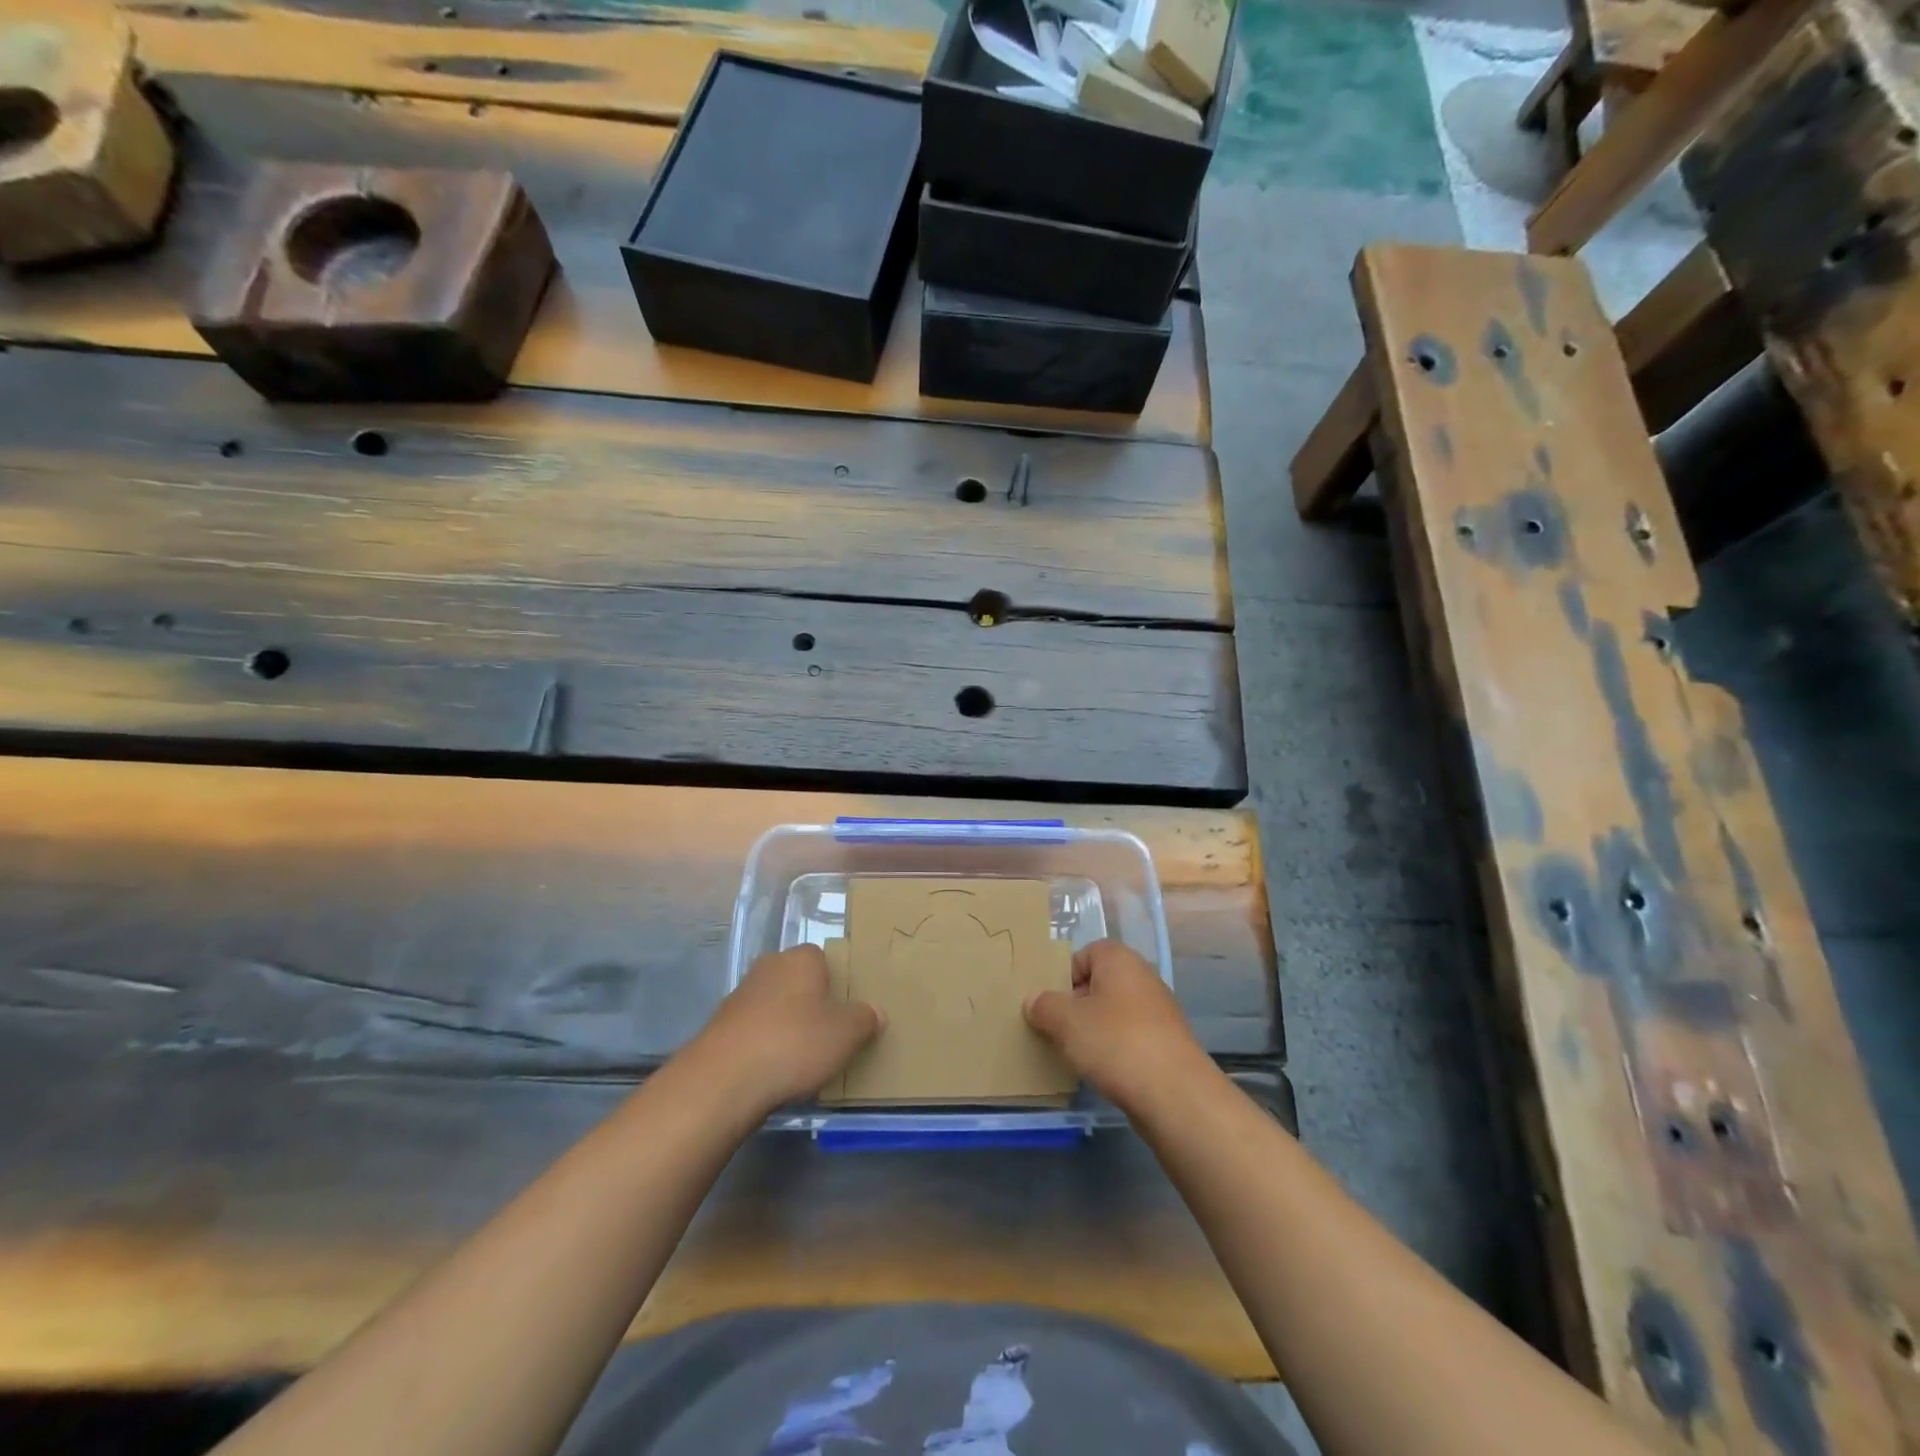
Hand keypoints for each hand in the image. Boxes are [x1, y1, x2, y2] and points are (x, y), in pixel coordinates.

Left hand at [685, 945, 881, 1115]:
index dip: (835, 982)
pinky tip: (772, 1071)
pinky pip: (753, 1031)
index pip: (823, 958)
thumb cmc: (795, 1043)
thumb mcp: (846, 1034)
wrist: (724, 1080)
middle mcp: (768, 967)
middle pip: (797, 980)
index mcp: (801, 958)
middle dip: (809, 1003)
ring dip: (784, 1025)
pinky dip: (763, 1045)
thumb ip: (865, 1019)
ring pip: (773, 1005)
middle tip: (827, 1033)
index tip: (845, 1009)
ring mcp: (739, 996)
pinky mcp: (720, 1027)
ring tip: (801, 1059)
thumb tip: (875, 1012)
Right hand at [1023, 939, 1209, 1113]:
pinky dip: (1114, 1051)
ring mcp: (1158, 1012)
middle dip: (1076, 1006)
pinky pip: (1129, 1038)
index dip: (1064, 976)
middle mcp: (1143, 978)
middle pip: (1098, 984)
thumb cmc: (1115, 1043)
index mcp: (1120, 959)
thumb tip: (1034, 1000)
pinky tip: (1102, 1072)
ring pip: (1113, 1014)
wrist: (1175, 1095)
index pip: (1084, 954)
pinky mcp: (1166, 1044)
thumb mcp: (1066, 1022)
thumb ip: (1044, 1006)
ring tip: (1075, 1055)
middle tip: (1055, 1030)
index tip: (1050, 1004)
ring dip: (1094, 1031)